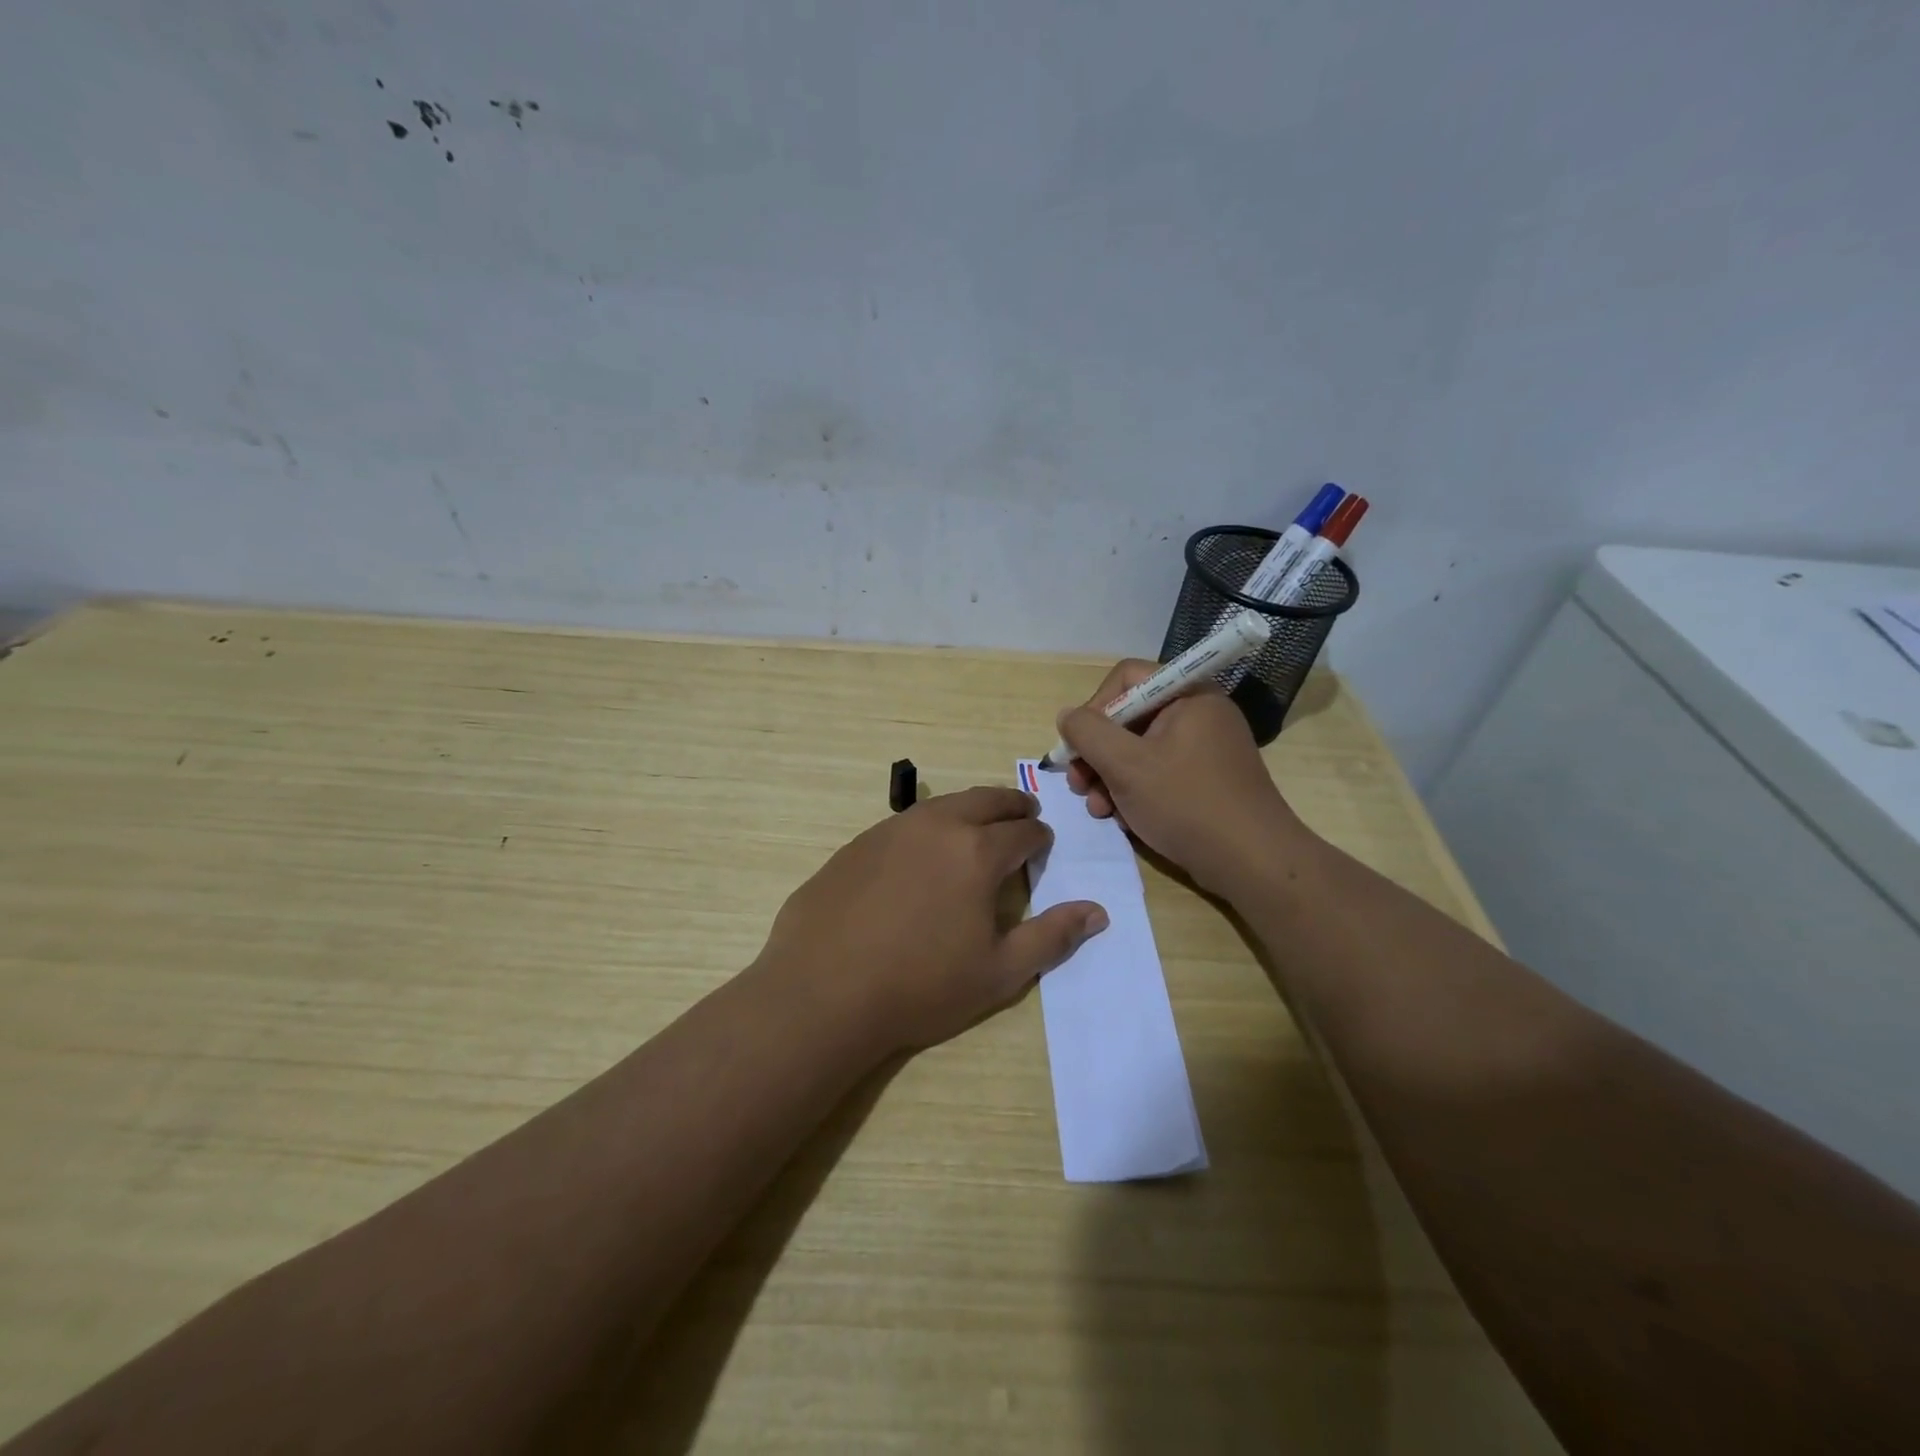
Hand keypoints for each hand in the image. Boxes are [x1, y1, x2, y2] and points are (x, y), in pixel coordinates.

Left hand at [757, 786, 1108, 1053]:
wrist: (823, 991)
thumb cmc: (920, 986)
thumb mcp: (999, 972)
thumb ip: (1052, 937)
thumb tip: (1097, 912)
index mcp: (977, 851)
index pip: (1023, 831)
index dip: (1040, 837)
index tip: (1043, 845)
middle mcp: (937, 825)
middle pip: (985, 800)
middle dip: (1011, 804)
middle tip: (1023, 812)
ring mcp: (891, 830)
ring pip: (943, 805)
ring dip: (969, 809)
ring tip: (977, 825)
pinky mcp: (857, 843)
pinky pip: (905, 823)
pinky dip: (928, 826)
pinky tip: (921, 853)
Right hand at [1058, 660, 1313, 899]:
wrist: (1252, 862)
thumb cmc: (1186, 803)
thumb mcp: (1126, 765)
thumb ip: (1088, 733)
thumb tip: (1067, 716)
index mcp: (1188, 695)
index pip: (1126, 678)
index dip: (1094, 708)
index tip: (1078, 746)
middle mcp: (1199, 713)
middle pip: (1130, 717)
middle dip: (1097, 752)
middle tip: (1079, 785)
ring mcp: (1205, 747)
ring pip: (1140, 749)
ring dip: (1110, 777)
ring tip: (1098, 809)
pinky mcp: (1206, 778)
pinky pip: (1159, 771)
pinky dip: (1135, 791)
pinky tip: (1123, 819)